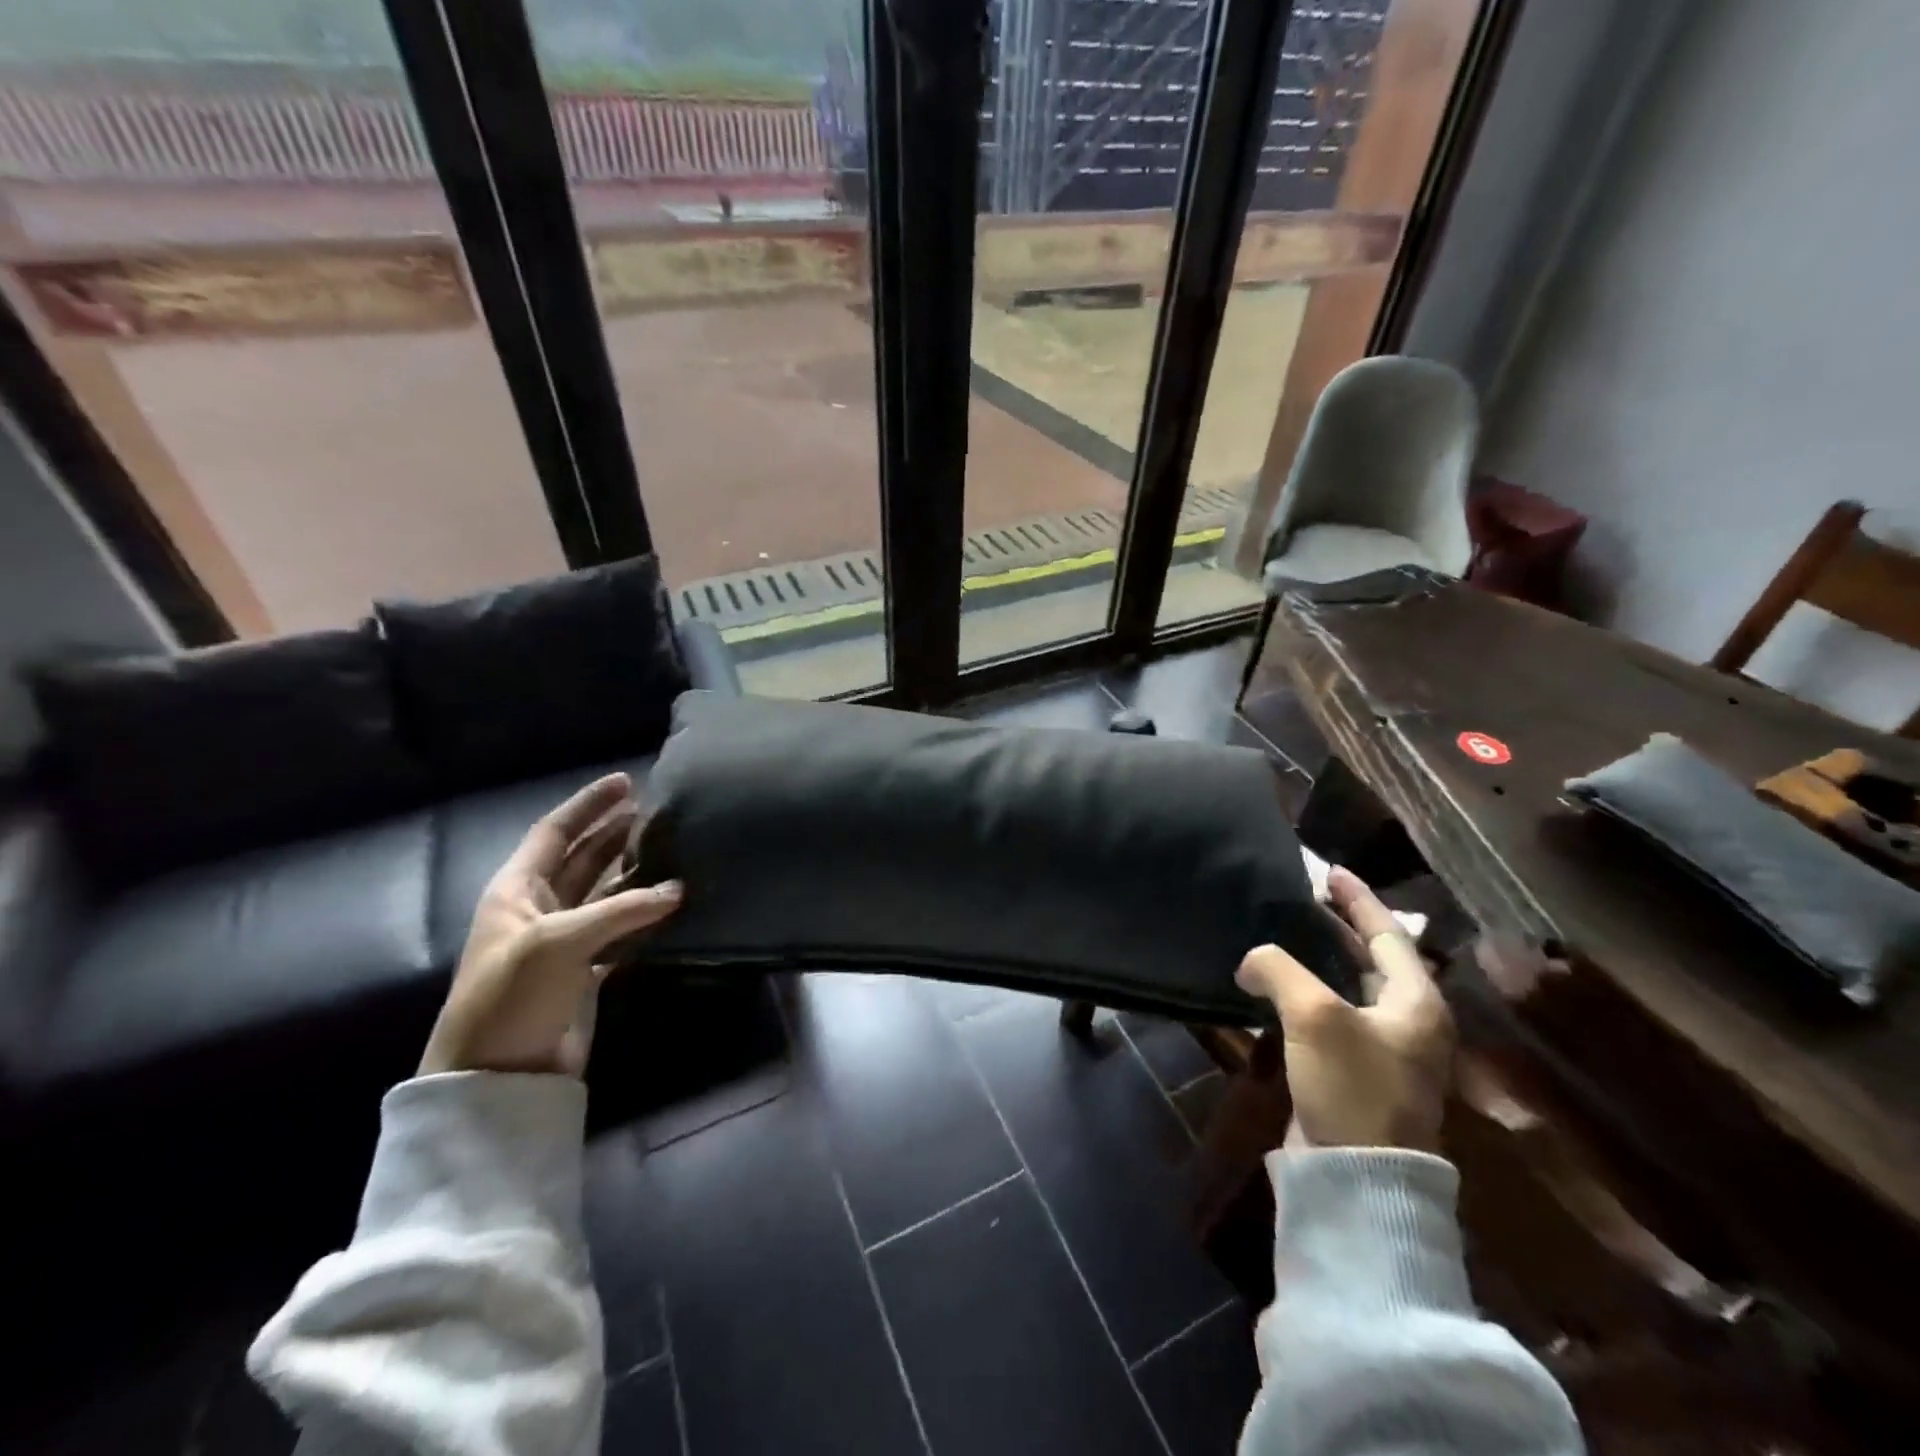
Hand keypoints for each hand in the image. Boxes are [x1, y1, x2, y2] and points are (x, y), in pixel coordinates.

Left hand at [419, 773, 680, 1077]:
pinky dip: (644, 915)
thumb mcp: (558, 942)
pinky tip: (672, 904)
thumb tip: (678, 888)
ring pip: (604, 892)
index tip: (627, 781)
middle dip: (617, 832)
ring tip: (674, 851)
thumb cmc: (510, 996)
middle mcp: (539, 907)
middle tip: (659, 813)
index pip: (555, 831)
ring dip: (635, 873)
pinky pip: (620, 929)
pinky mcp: (584, 970)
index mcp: (516, 890)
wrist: (494, 1077)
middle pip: (583, 857)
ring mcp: (563, 940)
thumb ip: (621, 910)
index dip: (588, 805)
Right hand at [1235, 867, 1453, 1152]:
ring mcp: (1381, 1050)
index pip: (1388, 934)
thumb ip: (1279, 969)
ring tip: (1283, 931)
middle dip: (1337, 925)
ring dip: (1318, 957)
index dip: (1358, 899)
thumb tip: (1252, 960)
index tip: (1330, 870)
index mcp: (1416, 1002)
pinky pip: (1330, 1014)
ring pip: (1348, 986)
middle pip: (1372, 958)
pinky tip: (1274, 984)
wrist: (1357, 1177)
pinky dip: (1305, 991)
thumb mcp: (1314, 1015)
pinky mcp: (1353, 1072)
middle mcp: (1407, 1022)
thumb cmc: (1351, 1086)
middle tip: (1302, 896)